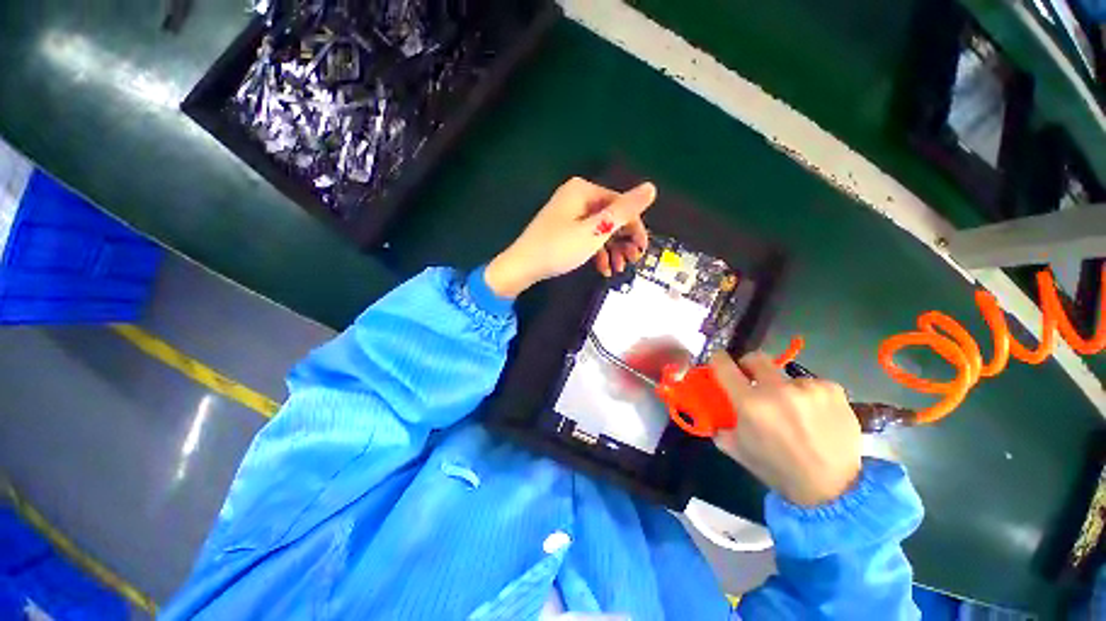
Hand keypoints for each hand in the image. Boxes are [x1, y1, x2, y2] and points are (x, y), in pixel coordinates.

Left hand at [484, 177, 656, 297]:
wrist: (522, 267)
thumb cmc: (559, 248)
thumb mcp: (595, 231)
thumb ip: (623, 211)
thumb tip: (651, 187)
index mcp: (584, 190)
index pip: (621, 204)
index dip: (635, 227)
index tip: (641, 250)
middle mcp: (577, 197)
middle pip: (611, 217)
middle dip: (623, 241)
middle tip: (632, 262)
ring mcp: (569, 214)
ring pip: (600, 230)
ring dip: (612, 250)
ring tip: (618, 270)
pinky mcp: (564, 229)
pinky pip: (587, 237)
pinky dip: (597, 252)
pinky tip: (603, 269)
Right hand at [711, 351, 861, 506]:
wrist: (833, 489)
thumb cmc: (777, 468)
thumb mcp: (736, 448)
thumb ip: (718, 422)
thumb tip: (711, 405)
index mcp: (750, 403)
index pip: (724, 365)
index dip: (717, 359)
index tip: (718, 360)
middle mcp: (777, 389)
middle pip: (755, 358)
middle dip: (749, 366)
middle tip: (753, 380)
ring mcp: (808, 388)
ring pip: (785, 375)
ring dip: (783, 387)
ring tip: (792, 410)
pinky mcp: (833, 390)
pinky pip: (810, 383)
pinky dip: (807, 394)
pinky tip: (813, 414)